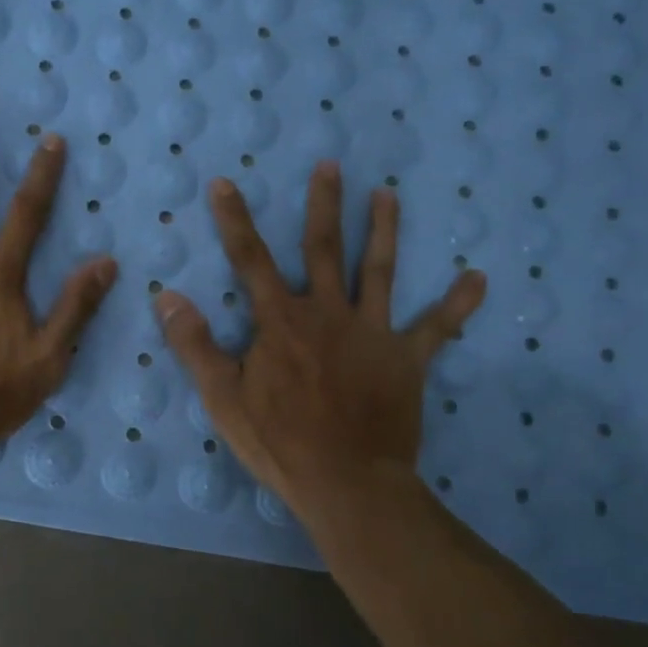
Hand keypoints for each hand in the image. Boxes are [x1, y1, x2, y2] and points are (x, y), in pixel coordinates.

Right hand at [156, 161, 484, 520]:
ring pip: (379, 271)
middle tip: (330, 165)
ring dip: (384, 230)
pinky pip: (438, 327)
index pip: (250, 259)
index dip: (234, 220)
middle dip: (323, 205)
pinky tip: (480, 278)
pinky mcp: (407, 358)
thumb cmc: (279, 441)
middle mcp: (327, 313)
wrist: (346, 481)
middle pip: (323, 249)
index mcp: (282, 321)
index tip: (223, 183)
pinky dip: (458, 303)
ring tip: (387, 194)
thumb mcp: (223, 397)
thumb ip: (195, 345)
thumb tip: (167, 296)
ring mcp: (372, 332)